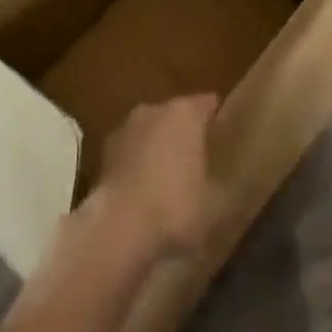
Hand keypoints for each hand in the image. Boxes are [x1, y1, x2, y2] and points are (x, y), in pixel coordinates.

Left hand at [89, 94, 217, 259]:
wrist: (118, 227)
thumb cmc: (175, 207)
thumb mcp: (216, 204)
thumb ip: (223, 185)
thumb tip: (227, 183)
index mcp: (185, 113)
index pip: (208, 104)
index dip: (218, 119)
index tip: (226, 137)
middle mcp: (154, 109)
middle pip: (177, 115)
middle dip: (186, 134)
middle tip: (200, 161)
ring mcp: (125, 127)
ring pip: (151, 131)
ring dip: (159, 147)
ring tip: (171, 179)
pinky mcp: (104, 149)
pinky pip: (131, 150)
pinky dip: (138, 163)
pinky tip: (144, 190)